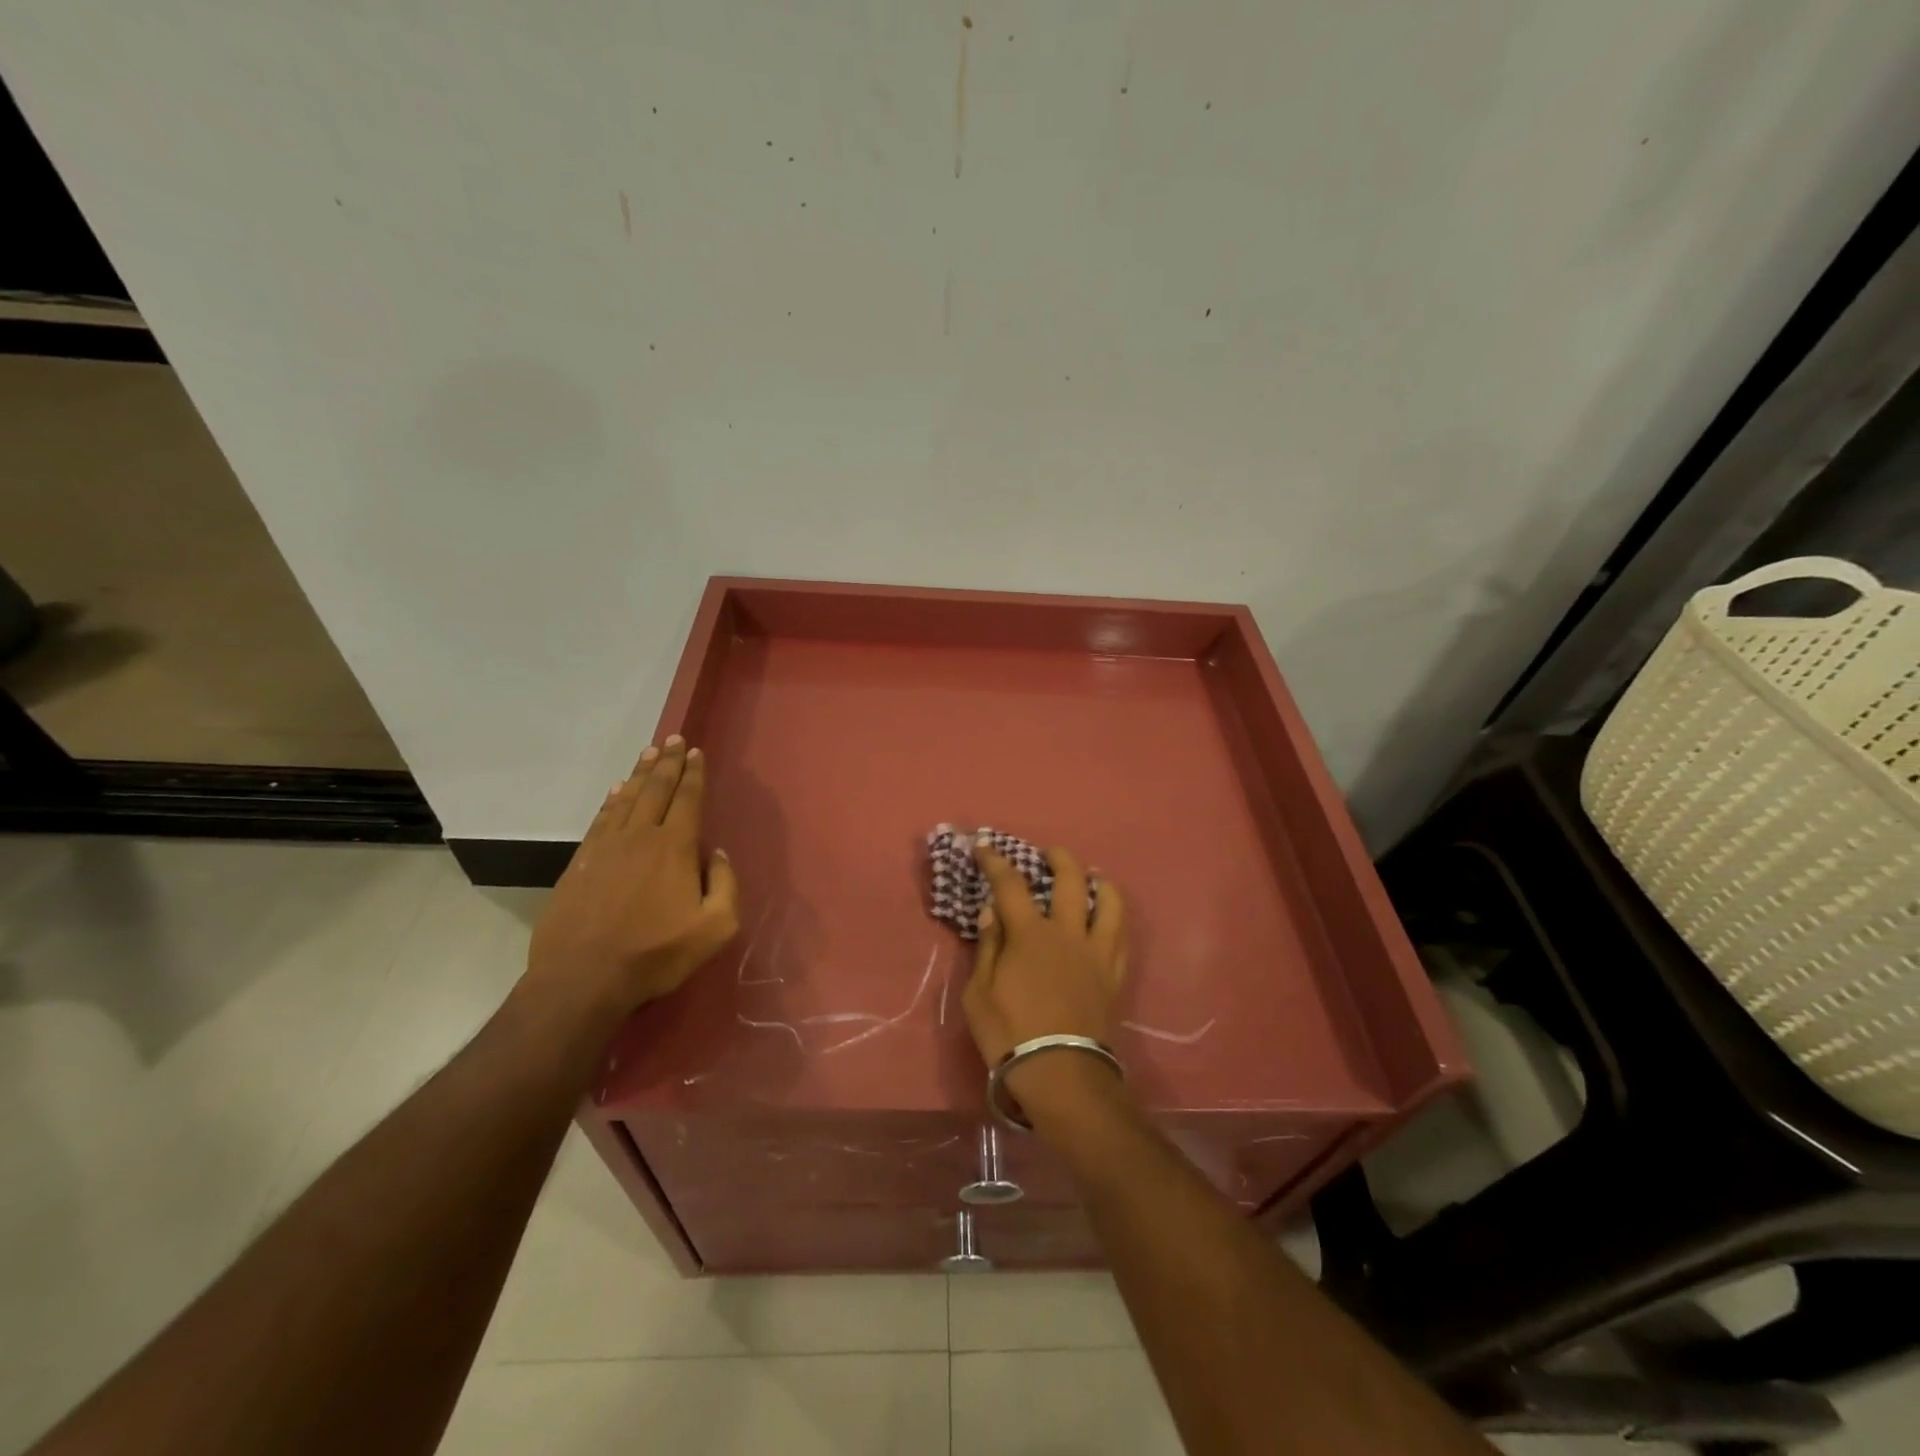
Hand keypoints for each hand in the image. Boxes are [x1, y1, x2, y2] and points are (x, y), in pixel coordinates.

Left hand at [525, 735, 739, 1018]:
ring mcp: (606, 848)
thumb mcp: (715, 928)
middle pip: (656, 790)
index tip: (695, 752)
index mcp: (675, 848)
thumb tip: (719, 854)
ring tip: (649, 752)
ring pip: (627, 799)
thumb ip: (726, 885)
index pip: (688, 799)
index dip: (693, 774)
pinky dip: (611, 800)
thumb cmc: (656, 954)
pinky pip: (601, 819)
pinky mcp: (581, 863)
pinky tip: (616, 791)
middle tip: (673, 739)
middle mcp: (640, 836)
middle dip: (668, 762)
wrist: (583, 979)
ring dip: (640, 773)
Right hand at [962, 838, 1126, 1070]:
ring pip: (1109, 902)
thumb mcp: (978, 993)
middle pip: (1070, 880)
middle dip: (1059, 858)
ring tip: (1091, 877)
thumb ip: (987, 948)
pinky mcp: (1114, 974)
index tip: (984, 846)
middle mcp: (1067, 933)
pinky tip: (1108, 916)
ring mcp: (1096, 952)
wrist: (1061, 1073)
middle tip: (1048, 854)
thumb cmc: (1009, 1034)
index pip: (1010, 885)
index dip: (996, 861)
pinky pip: (1122, 935)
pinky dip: (1115, 916)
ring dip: (1099, 882)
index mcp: (1030, 935)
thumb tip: (992, 913)